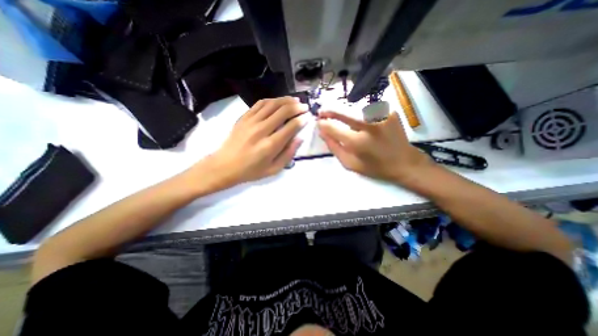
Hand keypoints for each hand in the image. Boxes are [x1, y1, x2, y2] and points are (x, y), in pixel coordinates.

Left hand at [192, 97, 308, 189]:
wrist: (225, 166)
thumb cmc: (251, 171)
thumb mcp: (274, 169)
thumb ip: (288, 154)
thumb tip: (299, 138)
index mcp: (270, 145)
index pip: (291, 126)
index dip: (302, 120)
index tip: (307, 117)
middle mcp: (262, 130)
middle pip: (283, 111)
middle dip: (297, 107)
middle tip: (304, 107)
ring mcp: (251, 121)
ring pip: (272, 104)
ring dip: (286, 100)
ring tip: (295, 100)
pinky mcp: (244, 117)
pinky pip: (260, 104)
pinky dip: (271, 100)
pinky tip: (278, 101)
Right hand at [318, 111, 429, 182]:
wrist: (405, 163)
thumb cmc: (375, 167)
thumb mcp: (350, 164)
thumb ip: (334, 148)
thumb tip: (322, 133)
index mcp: (358, 142)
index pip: (333, 128)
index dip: (323, 124)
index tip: (318, 122)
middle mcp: (368, 125)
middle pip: (343, 112)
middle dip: (330, 111)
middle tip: (322, 112)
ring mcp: (381, 116)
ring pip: (355, 109)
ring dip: (345, 113)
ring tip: (342, 119)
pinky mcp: (389, 111)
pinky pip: (368, 109)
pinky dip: (360, 113)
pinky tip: (361, 120)